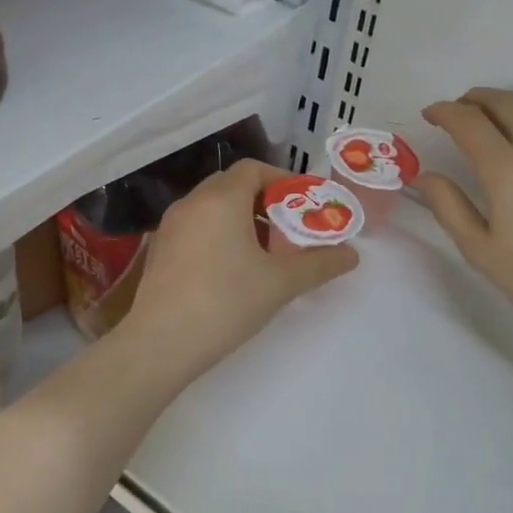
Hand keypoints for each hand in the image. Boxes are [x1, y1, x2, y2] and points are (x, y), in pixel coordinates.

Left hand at [126, 158, 357, 376]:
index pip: (254, 169)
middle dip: (264, 201)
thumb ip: (319, 264)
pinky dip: (218, 234)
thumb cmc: (225, 303)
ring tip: (265, 251)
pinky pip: (195, 227)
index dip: (282, 180)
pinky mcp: (159, 251)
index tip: (303, 203)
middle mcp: (192, 203)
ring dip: (240, 218)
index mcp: (221, 199)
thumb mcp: (281, 283)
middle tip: (288, 228)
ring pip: (212, 207)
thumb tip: (352, 255)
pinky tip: (232, 269)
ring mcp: (170, 226)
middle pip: (232, 185)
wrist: (160, 344)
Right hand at [418, 89, 512, 341]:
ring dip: (509, 103)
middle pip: (504, 102)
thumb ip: (448, 207)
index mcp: (505, 170)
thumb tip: (426, 175)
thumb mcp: (480, 250)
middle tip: (457, 111)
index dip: (444, 112)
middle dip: (473, 99)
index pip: (468, 122)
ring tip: (495, 118)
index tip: (430, 115)